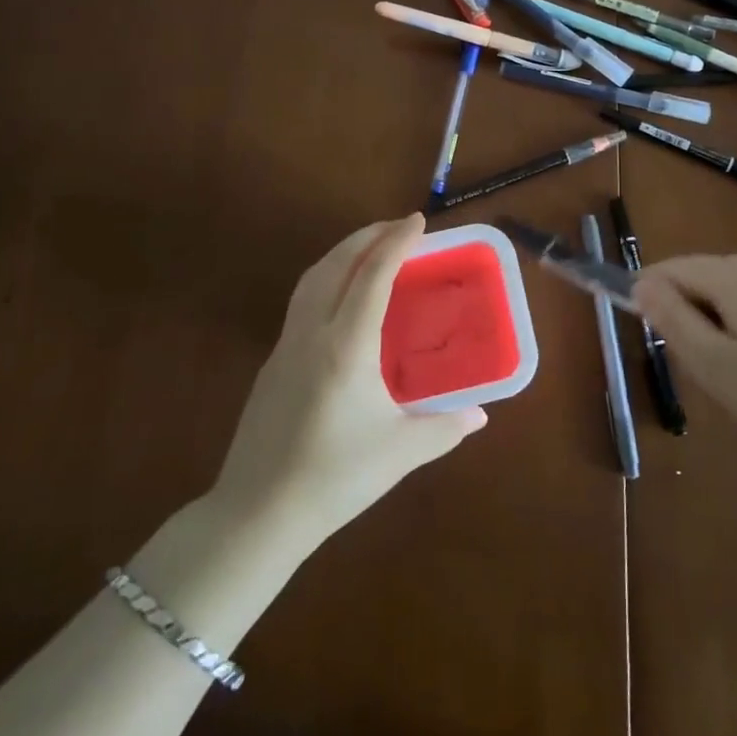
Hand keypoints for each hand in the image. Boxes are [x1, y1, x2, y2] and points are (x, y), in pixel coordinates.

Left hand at [209, 214, 486, 549]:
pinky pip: (301, 301)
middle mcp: (312, 333)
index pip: (373, 275)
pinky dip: (325, 278)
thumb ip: (444, 428)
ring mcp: (285, 346)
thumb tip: (480, 414)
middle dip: (367, 236)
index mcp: (346, 345)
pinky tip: (340, 297)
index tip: (417, 220)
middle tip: (397, 226)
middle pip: (336, 264)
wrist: (257, 515)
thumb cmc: (334, 478)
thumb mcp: (400, 452)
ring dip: (341, 253)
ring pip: (312, 278)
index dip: (397, 242)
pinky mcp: (272, 363)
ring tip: (369, 249)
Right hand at [633, 255, 736, 500]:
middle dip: (691, 321)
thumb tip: (642, 284)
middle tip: (703, 379)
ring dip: (726, 334)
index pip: (670, 269)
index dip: (648, 298)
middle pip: (707, 282)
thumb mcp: (720, 368)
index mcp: (734, 274)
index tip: (649, 341)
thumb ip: (674, 322)